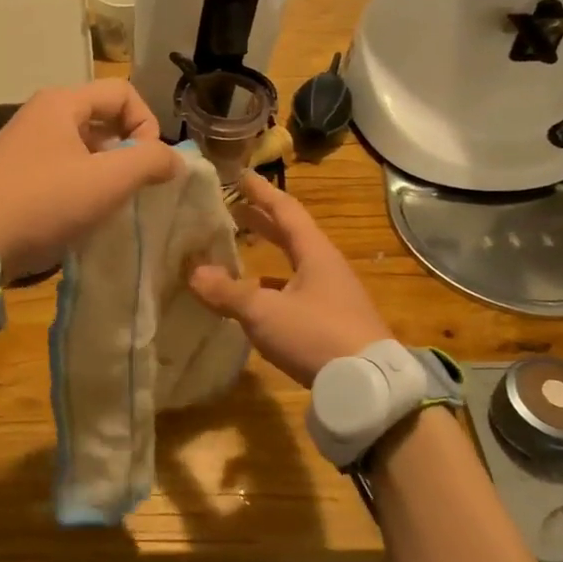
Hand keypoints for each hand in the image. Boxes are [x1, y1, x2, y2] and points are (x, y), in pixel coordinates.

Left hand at [0, 80, 179, 280]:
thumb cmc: (43, 203)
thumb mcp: (107, 181)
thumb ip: (150, 161)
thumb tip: (174, 159)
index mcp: (62, 103)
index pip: (123, 93)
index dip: (148, 124)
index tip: (149, 165)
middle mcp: (40, 115)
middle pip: (102, 119)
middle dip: (128, 151)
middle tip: (134, 188)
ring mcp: (23, 145)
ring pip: (82, 147)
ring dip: (105, 172)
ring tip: (110, 206)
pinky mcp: (13, 174)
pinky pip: (61, 168)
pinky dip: (80, 185)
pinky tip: (80, 216)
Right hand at [188, 171, 389, 387]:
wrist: (369, 386)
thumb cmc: (316, 335)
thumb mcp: (264, 312)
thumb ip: (228, 292)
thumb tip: (193, 272)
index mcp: (315, 254)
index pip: (286, 211)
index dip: (262, 193)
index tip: (242, 175)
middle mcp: (327, 268)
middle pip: (292, 235)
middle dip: (263, 221)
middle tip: (236, 210)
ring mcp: (333, 296)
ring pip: (295, 265)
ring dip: (269, 256)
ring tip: (240, 253)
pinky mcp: (333, 323)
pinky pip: (297, 293)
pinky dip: (274, 288)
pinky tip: (258, 301)